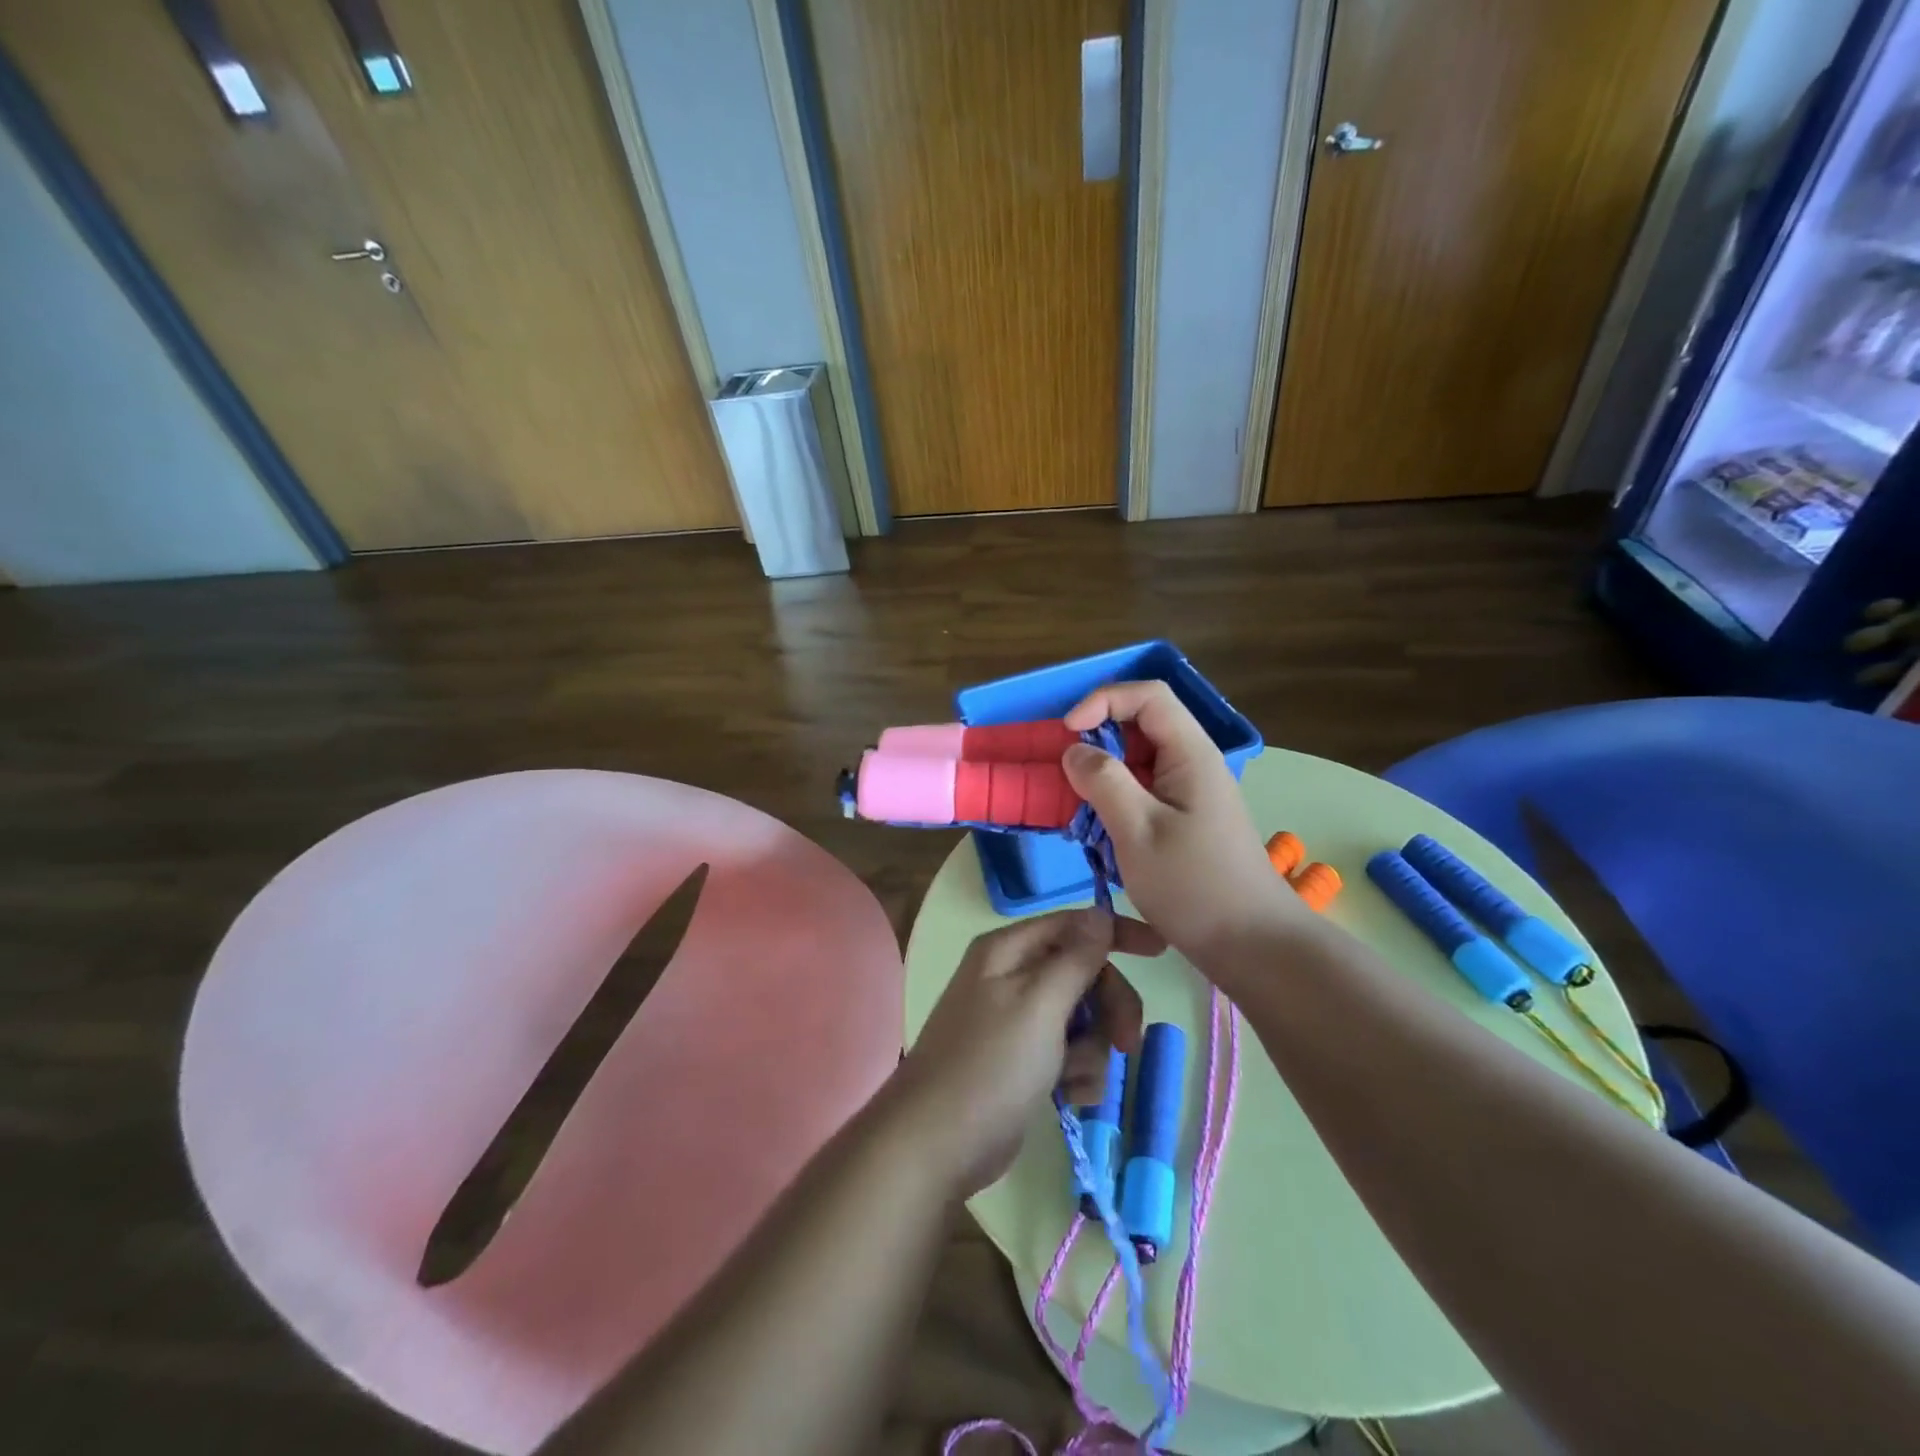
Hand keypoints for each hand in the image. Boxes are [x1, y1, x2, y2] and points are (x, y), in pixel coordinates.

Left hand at [892, 909, 1153, 1196]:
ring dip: (1090, 1051)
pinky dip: (1075, 1074)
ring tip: (1072, 1080)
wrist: (938, 1143)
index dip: (1116, 933)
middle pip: (1083, 974)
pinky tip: (1067, 1098)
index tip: (1160, 951)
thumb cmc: (991, 1065)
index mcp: (1009, 951)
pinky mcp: (1023, 1061)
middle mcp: (1012, 977)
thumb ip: (1075, 959)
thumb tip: (1099, 912)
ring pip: (1082, 1019)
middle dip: (1108, 1008)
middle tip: (1127, 1043)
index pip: (1074, 925)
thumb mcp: (1039, 1005)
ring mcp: (1017, 1021)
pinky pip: (1068, 1053)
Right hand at [1062, 681, 1307, 974]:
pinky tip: (1099, 832)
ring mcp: (1190, 793)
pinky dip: (1114, 801)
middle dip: (1097, 742)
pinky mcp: (1184, 819)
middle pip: (1140, 726)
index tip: (1068, 733)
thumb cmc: (1194, 886)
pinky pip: (1143, 791)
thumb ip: (1103, 781)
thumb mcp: (1138, 831)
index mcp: (1190, 754)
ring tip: (1078, 810)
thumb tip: (1074, 750)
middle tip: (1066, 777)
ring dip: (1103, 777)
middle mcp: (1193, 763)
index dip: (1103, 701)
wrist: (1252, 945)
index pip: (1147, 696)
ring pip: (1138, 761)